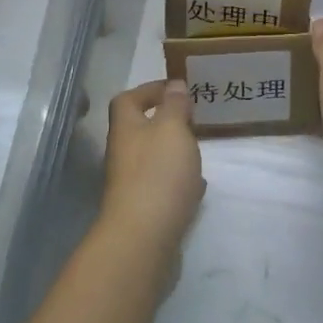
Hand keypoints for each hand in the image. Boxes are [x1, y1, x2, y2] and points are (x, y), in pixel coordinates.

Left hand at [102, 79, 204, 251]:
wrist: (143, 237)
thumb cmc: (158, 173)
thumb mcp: (172, 128)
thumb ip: (175, 105)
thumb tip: (174, 86)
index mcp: (126, 128)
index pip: (128, 99)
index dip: (149, 89)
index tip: (177, 88)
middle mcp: (123, 153)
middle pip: (140, 129)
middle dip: (166, 122)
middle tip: (194, 119)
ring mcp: (131, 183)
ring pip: (153, 157)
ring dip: (174, 151)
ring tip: (199, 149)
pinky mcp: (144, 208)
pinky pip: (162, 185)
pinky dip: (179, 180)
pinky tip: (197, 185)